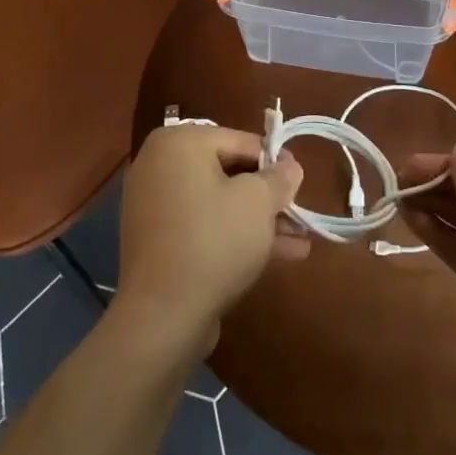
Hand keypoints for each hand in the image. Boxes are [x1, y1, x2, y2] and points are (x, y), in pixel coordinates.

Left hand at [113, 124, 307, 352]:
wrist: (162, 315)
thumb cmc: (214, 241)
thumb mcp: (258, 202)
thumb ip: (279, 177)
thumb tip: (290, 165)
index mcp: (179, 143)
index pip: (239, 140)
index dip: (275, 160)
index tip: (299, 181)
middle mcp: (160, 165)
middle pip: (228, 171)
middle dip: (268, 195)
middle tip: (299, 213)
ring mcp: (155, 205)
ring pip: (219, 203)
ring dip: (259, 219)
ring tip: (300, 239)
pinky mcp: (158, 241)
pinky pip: (204, 226)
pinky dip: (235, 235)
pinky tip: (279, 255)